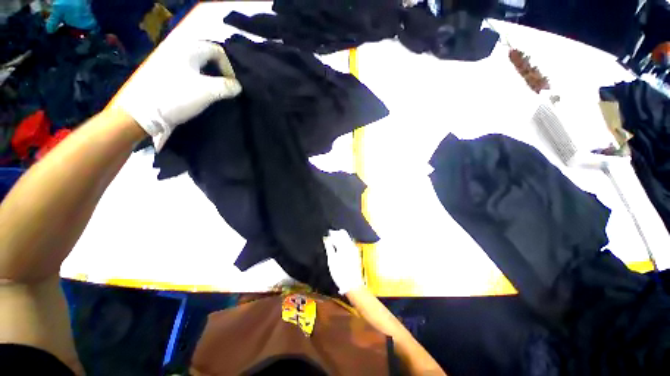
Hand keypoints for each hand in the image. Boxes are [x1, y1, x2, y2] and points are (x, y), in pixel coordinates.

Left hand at [114, 40, 241, 149]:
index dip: (228, 67)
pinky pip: (191, 72)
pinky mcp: (169, 75)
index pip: (217, 51)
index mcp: (189, 50)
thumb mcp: (208, 92)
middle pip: (208, 56)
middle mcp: (180, 51)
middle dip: (220, 71)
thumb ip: (227, 87)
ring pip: (200, 65)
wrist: (147, 112)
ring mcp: (172, 63)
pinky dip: (201, 79)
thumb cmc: (178, 97)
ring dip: (211, 76)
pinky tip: (204, 92)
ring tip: (217, 91)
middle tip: (226, 86)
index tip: (231, 85)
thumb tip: (238, 86)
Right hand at [324, 230, 364, 294]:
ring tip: (335, 239)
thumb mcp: (332, 260)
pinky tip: (341, 245)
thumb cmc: (340, 272)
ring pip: (348, 239)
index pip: (339, 234)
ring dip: (341, 237)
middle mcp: (351, 245)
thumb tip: (327, 238)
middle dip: (338, 234)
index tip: (328, 232)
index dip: (333, 233)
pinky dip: (345, 242)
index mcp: (344, 246)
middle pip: (345, 235)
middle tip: (331, 235)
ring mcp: (354, 250)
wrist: (352, 284)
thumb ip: (329, 247)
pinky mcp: (356, 254)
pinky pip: (350, 243)